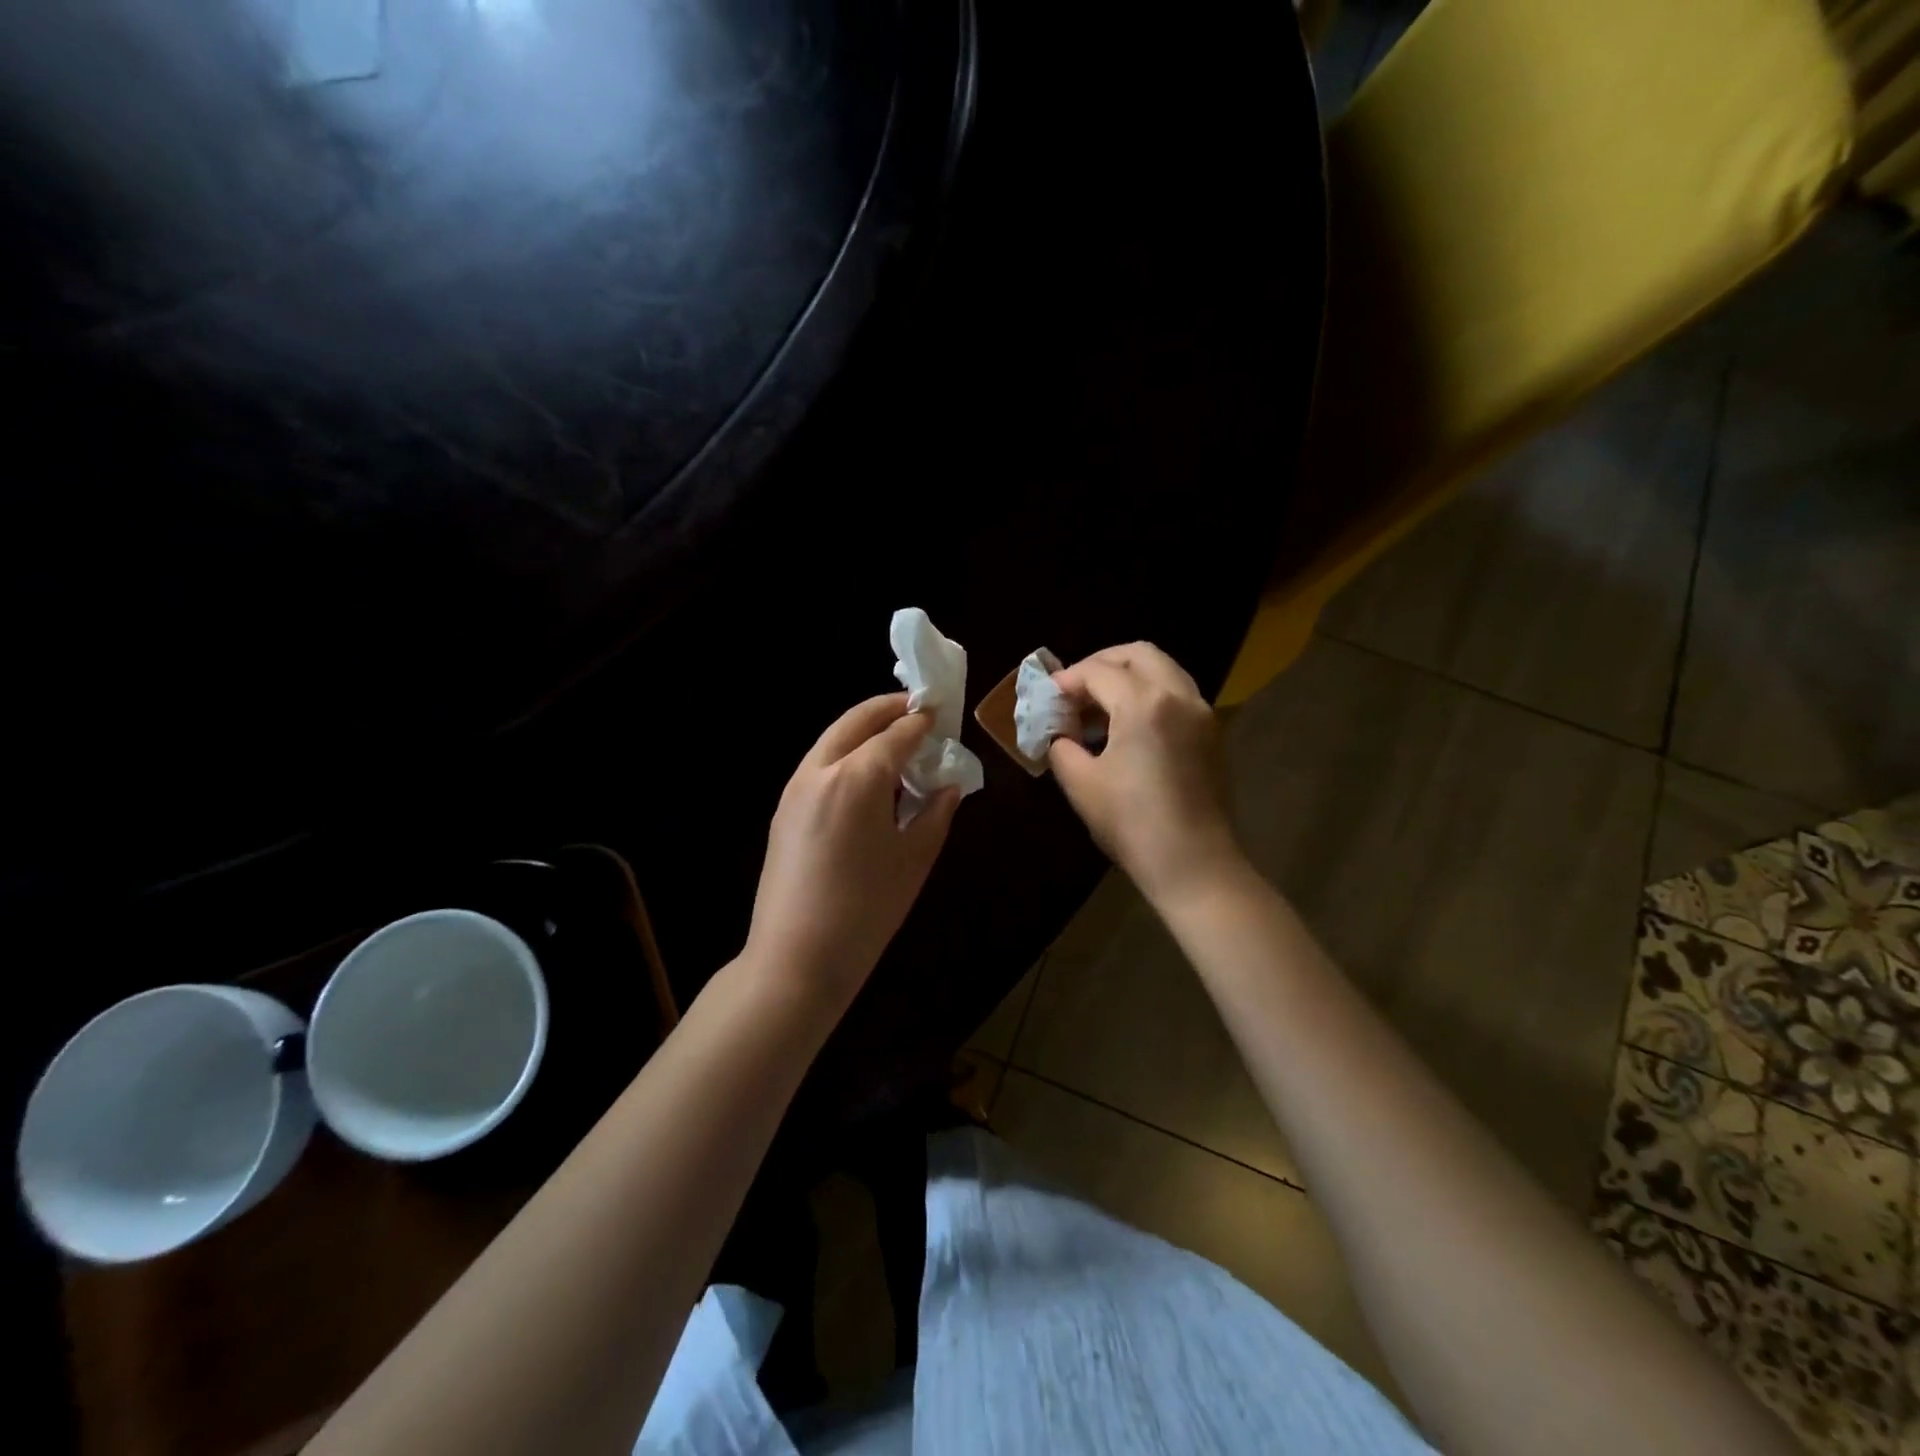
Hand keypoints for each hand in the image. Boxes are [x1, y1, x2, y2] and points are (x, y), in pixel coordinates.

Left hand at [744, 693, 960, 1011]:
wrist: (797, 958)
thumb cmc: (867, 909)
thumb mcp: (915, 858)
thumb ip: (935, 812)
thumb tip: (947, 785)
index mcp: (858, 776)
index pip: (897, 733)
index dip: (923, 721)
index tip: (941, 715)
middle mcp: (821, 769)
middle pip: (856, 721)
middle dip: (888, 710)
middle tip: (916, 710)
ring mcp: (796, 787)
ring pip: (833, 739)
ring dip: (864, 730)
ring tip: (894, 740)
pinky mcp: (783, 809)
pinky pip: (820, 764)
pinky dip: (845, 754)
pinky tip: (866, 777)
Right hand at [1048, 643, 1243, 905]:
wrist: (1194, 865)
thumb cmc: (1132, 824)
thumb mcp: (1081, 784)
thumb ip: (1063, 747)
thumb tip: (1060, 734)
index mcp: (1144, 703)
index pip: (1099, 671)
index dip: (1068, 680)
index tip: (1048, 696)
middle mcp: (1179, 696)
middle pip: (1139, 654)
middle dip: (1102, 663)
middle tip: (1076, 689)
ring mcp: (1202, 713)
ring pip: (1163, 670)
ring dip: (1128, 677)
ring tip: (1099, 707)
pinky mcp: (1212, 734)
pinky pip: (1177, 694)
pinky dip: (1150, 694)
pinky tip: (1128, 726)